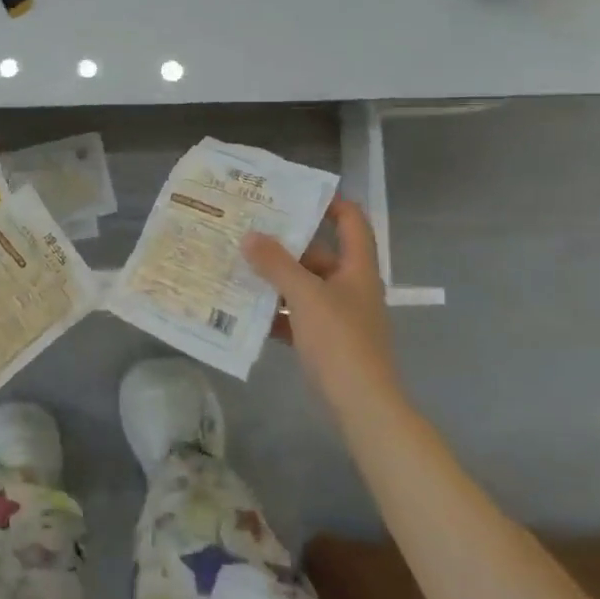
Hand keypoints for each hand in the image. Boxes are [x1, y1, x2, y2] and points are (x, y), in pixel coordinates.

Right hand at [242, 197, 398, 412]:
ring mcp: (338, 316)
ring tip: (238, 266)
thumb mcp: (305, 295)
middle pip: (318, 255)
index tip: (294, 194)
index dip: (330, 203)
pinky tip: (245, 311)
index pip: (351, 222)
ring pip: (303, 287)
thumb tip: (250, 236)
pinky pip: (296, 317)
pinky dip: (275, 312)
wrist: (362, 404)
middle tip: (247, 232)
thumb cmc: (340, 341)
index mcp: (357, 268)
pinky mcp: (326, 341)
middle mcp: (351, 287)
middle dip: (284, 245)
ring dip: (275, 280)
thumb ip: (277, 264)